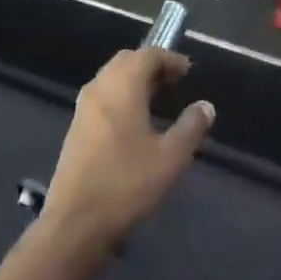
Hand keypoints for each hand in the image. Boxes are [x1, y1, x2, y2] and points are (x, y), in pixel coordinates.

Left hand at [41, 49, 214, 257]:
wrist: (75, 224)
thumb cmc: (126, 184)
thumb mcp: (170, 158)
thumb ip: (191, 127)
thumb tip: (206, 106)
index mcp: (122, 87)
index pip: (147, 55)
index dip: (169, 58)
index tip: (188, 71)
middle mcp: (99, 88)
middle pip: (126, 61)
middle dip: (150, 65)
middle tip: (174, 81)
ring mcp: (83, 108)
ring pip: (111, 78)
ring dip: (134, 80)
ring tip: (157, 98)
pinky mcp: (76, 128)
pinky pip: (102, 96)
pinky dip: (121, 95)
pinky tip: (133, 120)